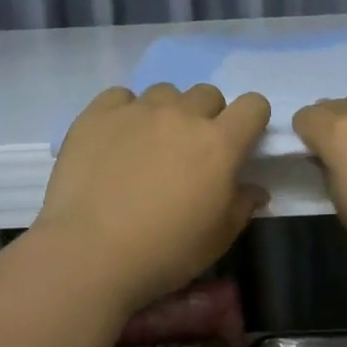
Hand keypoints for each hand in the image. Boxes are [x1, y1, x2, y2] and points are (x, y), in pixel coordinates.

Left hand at [39, 84, 269, 311]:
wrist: (91, 253)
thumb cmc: (166, 251)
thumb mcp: (218, 238)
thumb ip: (242, 205)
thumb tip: (255, 190)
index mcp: (219, 143)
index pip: (253, 105)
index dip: (251, 120)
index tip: (240, 141)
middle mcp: (182, 115)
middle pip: (208, 94)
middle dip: (207, 116)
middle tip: (191, 150)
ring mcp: (138, 110)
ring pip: (165, 93)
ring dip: (166, 112)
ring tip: (149, 144)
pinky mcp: (98, 115)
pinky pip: (120, 97)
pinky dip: (125, 112)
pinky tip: (115, 139)